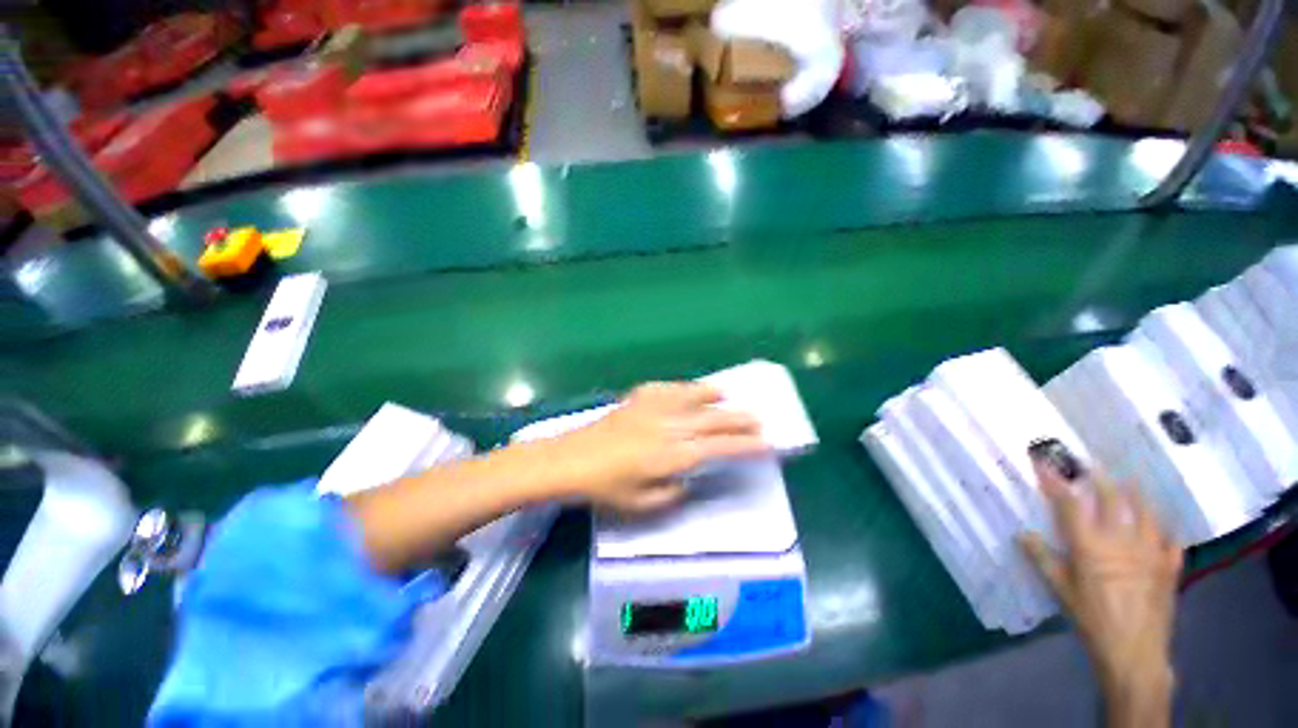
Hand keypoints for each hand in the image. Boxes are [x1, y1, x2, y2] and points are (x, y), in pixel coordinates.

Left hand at [550, 382, 768, 513]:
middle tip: (758, 420)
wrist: (571, 459)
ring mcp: (654, 407)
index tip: (767, 443)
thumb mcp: (643, 504)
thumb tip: (691, 477)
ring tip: (728, 396)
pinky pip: (670, 388)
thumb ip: (674, 492)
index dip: (746, 445)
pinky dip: (686, 388)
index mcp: (673, 455)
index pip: (720, 448)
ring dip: (715, 396)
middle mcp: (670, 426)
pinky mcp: (640, 397)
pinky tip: (690, 389)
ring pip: (694, 396)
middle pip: (714, 420)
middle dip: (740, 420)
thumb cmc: (606, 487)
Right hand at [1020, 446, 1181, 726]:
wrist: (1133, 651)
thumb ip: (1043, 559)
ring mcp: (1151, 552)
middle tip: (1092, 465)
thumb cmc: (1091, 619)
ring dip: (1138, 495)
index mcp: (1090, 546)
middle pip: (1113, 499)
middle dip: (1100, 479)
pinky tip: (1165, 527)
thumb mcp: (1061, 590)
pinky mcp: (1170, 567)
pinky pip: (1172, 540)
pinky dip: (1167, 529)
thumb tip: (1023, 533)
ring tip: (1132, 482)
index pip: (1069, 504)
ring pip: (1148, 513)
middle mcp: (1122, 541)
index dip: (1055, 481)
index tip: (1044, 461)